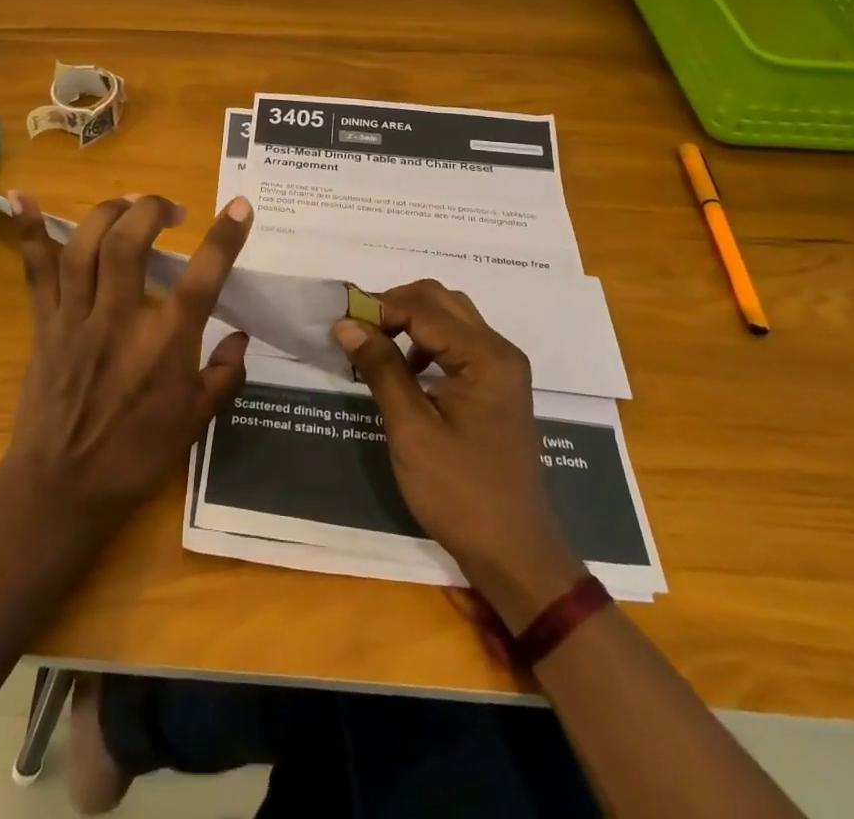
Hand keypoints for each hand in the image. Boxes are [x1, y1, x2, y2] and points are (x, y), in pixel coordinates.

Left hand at [0, 191, 253, 528]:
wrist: (62, 489)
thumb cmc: (134, 458)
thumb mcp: (194, 423)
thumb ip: (223, 376)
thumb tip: (241, 337)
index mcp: (164, 344)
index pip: (203, 278)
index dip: (224, 238)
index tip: (240, 205)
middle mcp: (119, 320)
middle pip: (130, 244)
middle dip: (151, 210)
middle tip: (170, 209)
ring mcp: (76, 318)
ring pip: (85, 246)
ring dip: (108, 212)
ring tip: (128, 203)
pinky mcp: (45, 323)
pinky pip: (35, 271)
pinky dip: (28, 231)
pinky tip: (21, 196)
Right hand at [333, 280, 585, 630]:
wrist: (514, 554)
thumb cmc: (460, 493)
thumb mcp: (411, 429)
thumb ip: (381, 368)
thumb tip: (346, 324)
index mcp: (485, 357)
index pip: (423, 309)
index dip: (379, 309)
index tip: (340, 324)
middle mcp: (499, 351)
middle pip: (441, 301)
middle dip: (395, 305)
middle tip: (357, 329)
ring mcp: (501, 370)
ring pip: (450, 318)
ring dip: (410, 321)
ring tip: (374, 347)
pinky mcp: (495, 388)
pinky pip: (457, 344)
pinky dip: (426, 343)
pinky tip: (404, 372)